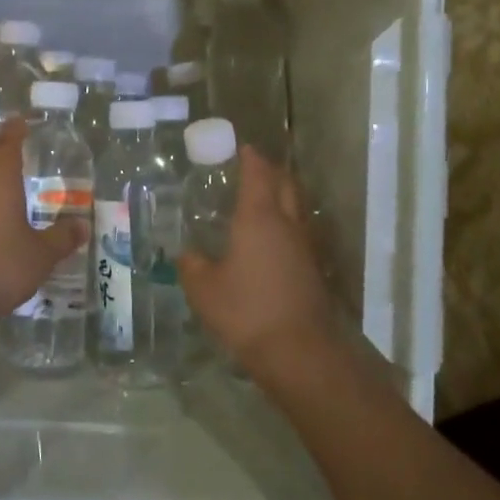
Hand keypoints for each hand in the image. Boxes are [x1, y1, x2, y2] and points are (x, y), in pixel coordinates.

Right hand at [178, 147, 335, 381]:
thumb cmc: (246, 311)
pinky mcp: (312, 269)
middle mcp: (286, 224)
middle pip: (285, 184)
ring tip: (261, 201)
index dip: (251, 158)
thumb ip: (192, 266)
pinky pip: (298, 233)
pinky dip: (285, 225)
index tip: (243, 148)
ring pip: (295, 208)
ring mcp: (304, 246)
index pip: (258, 174)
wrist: (299, 351)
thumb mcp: (204, 289)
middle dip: (271, 171)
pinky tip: (270, 241)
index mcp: (258, 217)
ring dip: (281, 197)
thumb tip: (188, 254)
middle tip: (253, 168)